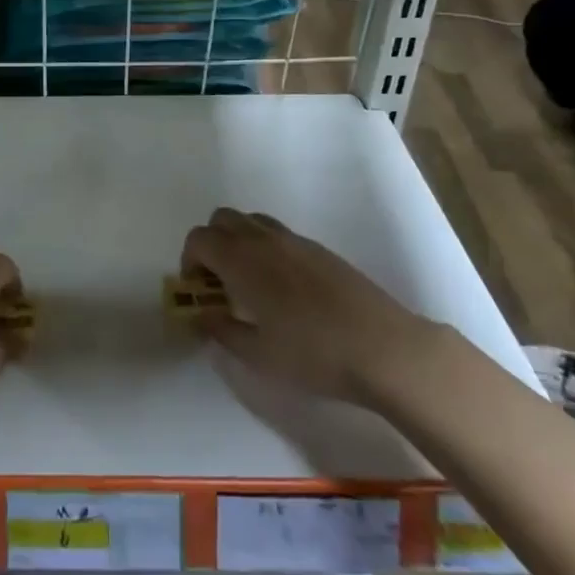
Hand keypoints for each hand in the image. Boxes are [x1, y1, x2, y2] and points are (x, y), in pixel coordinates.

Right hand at [183, 208, 437, 408]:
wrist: (384, 348)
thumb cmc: (313, 355)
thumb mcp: (257, 355)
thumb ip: (221, 330)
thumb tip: (201, 315)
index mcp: (242, 260)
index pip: (200, 239)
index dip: (189, 261)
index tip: (198, 292)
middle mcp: (264, 240)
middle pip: (222, 219)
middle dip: (211, 244)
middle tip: (219, 283)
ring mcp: (296, 241)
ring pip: (252, 221)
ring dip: (239, 242)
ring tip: (249, 284)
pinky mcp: (321, 250)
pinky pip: (279, 234)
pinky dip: (266, 248)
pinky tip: (284, 289)